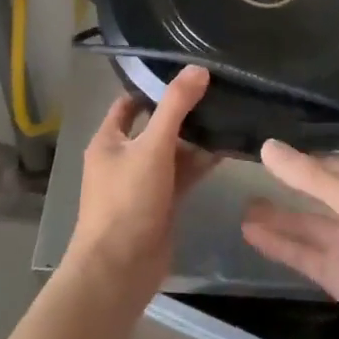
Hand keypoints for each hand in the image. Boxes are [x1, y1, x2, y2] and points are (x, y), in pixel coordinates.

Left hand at [66, 67, 218, 305]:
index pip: (130, 103)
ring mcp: (143, 182)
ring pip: (172, 151)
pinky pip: (182, 175)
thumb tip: (198, 68)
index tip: (187, 73)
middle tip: (217, 91)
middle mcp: (123, 157)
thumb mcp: (152, 147)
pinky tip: (226, 149)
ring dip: (195, 138)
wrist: (120, 270)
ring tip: (229, 115)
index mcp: (109, 140)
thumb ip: (175, 107)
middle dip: (183, 112)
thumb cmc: (127, 201)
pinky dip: (200, 163)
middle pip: (155, 125)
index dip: (154, 87)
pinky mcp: (161, 203)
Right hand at [242, 141, 338, 338]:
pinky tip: (248, 231)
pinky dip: (276, 243)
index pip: (327, 162)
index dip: (297, 155)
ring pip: (304, 223)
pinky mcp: (336, 275)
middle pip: (313, 191)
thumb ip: (310, 177)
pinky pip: (300, 253)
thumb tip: (266, 146)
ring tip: (238, 205)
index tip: (261, 144)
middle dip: (284, 183)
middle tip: (241, 170)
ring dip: (275, 215)